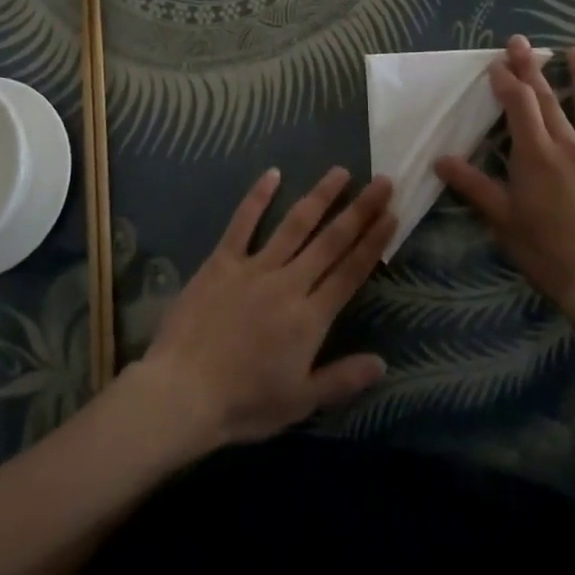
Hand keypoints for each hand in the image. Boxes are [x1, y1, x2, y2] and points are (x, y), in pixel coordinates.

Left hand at [126, 167, 395, 451]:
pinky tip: (272, 173)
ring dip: (320, 196)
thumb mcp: (299, 402)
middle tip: (382, 181)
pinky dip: (257, 196)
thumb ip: (342, 378)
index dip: (373, 242)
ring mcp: (255, 267)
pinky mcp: (223, 260)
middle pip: (331, 241)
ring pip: (295, 224)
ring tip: (341, 171)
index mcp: (310, 317)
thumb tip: (382, 363)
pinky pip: (243, 223)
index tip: (391, 215)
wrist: (183, 392)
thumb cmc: (244, 403)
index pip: (350, 272)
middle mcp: (289, 282)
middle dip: (359, 210)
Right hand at [435, 35, 574, 328]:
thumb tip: (440, 159)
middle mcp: (571, 146)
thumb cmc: (549, 254)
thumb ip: (473, 186)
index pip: (519, 105)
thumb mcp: (503, 221)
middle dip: (532, 68)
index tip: (497, 62)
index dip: (507, 81)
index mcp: (537, 154)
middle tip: (522, 42)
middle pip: (549, 99)